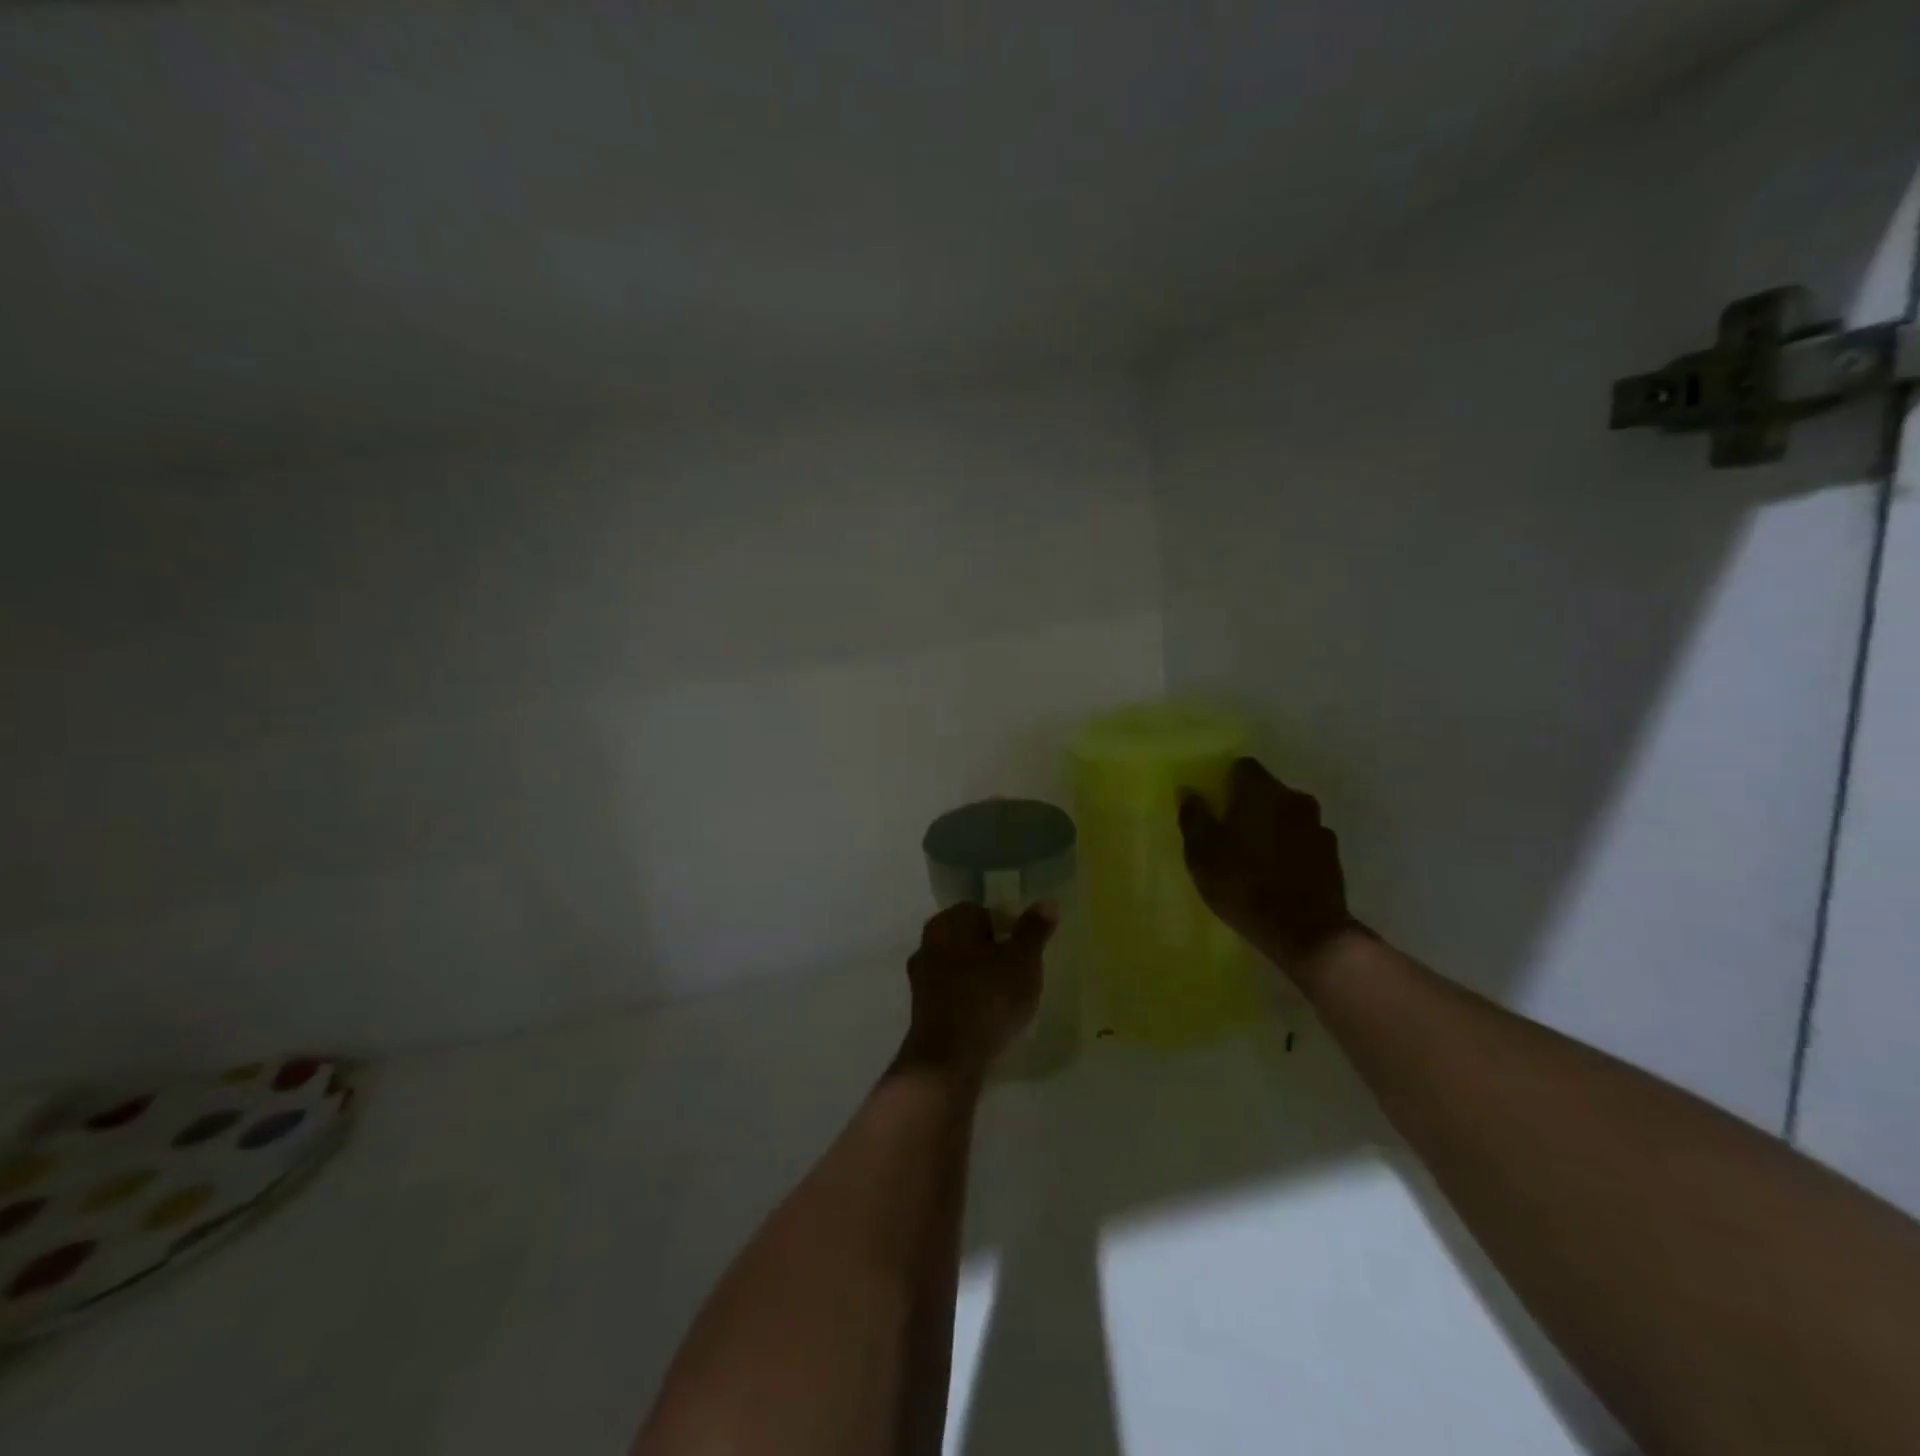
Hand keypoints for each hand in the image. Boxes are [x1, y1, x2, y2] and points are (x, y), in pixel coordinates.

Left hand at [900, 901, 1056, 1078]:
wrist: (948, 1059)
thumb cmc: (988, 997)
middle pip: (969, 938)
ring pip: (959, 966)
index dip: (1008, 926)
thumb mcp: (1023, 960)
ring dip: (981, 976)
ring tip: (1008, 997)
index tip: (1026, 949)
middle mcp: (928, 942)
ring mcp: (921, 977)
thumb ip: (1034, 930)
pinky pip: (953, 993)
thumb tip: (1046, 901)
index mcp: (949, 922)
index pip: (982, 910)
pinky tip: (989, 1017)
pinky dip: (970, 999)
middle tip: (1021, 971)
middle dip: (994, 951)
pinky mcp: (922, 1008)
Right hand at [1178, 757, 1355, 968]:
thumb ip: (1194, 818)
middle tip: (1228, 830)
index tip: (1213, 802)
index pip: (1242, 766)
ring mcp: (1318, 827)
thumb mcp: (1202, 855)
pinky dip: (1290, 848)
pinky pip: (1303, 839)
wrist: (1308, 933)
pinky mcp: (1332, 855)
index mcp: (1261, 792)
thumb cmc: (1245, 887)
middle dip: (1248, 804)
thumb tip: (1189, 791)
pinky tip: (1277, 872)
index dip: (1225, 780)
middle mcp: (1294, 799)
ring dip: (1272, 826)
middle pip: (1266, 790)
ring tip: (1254, 854)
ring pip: (1287, 815)